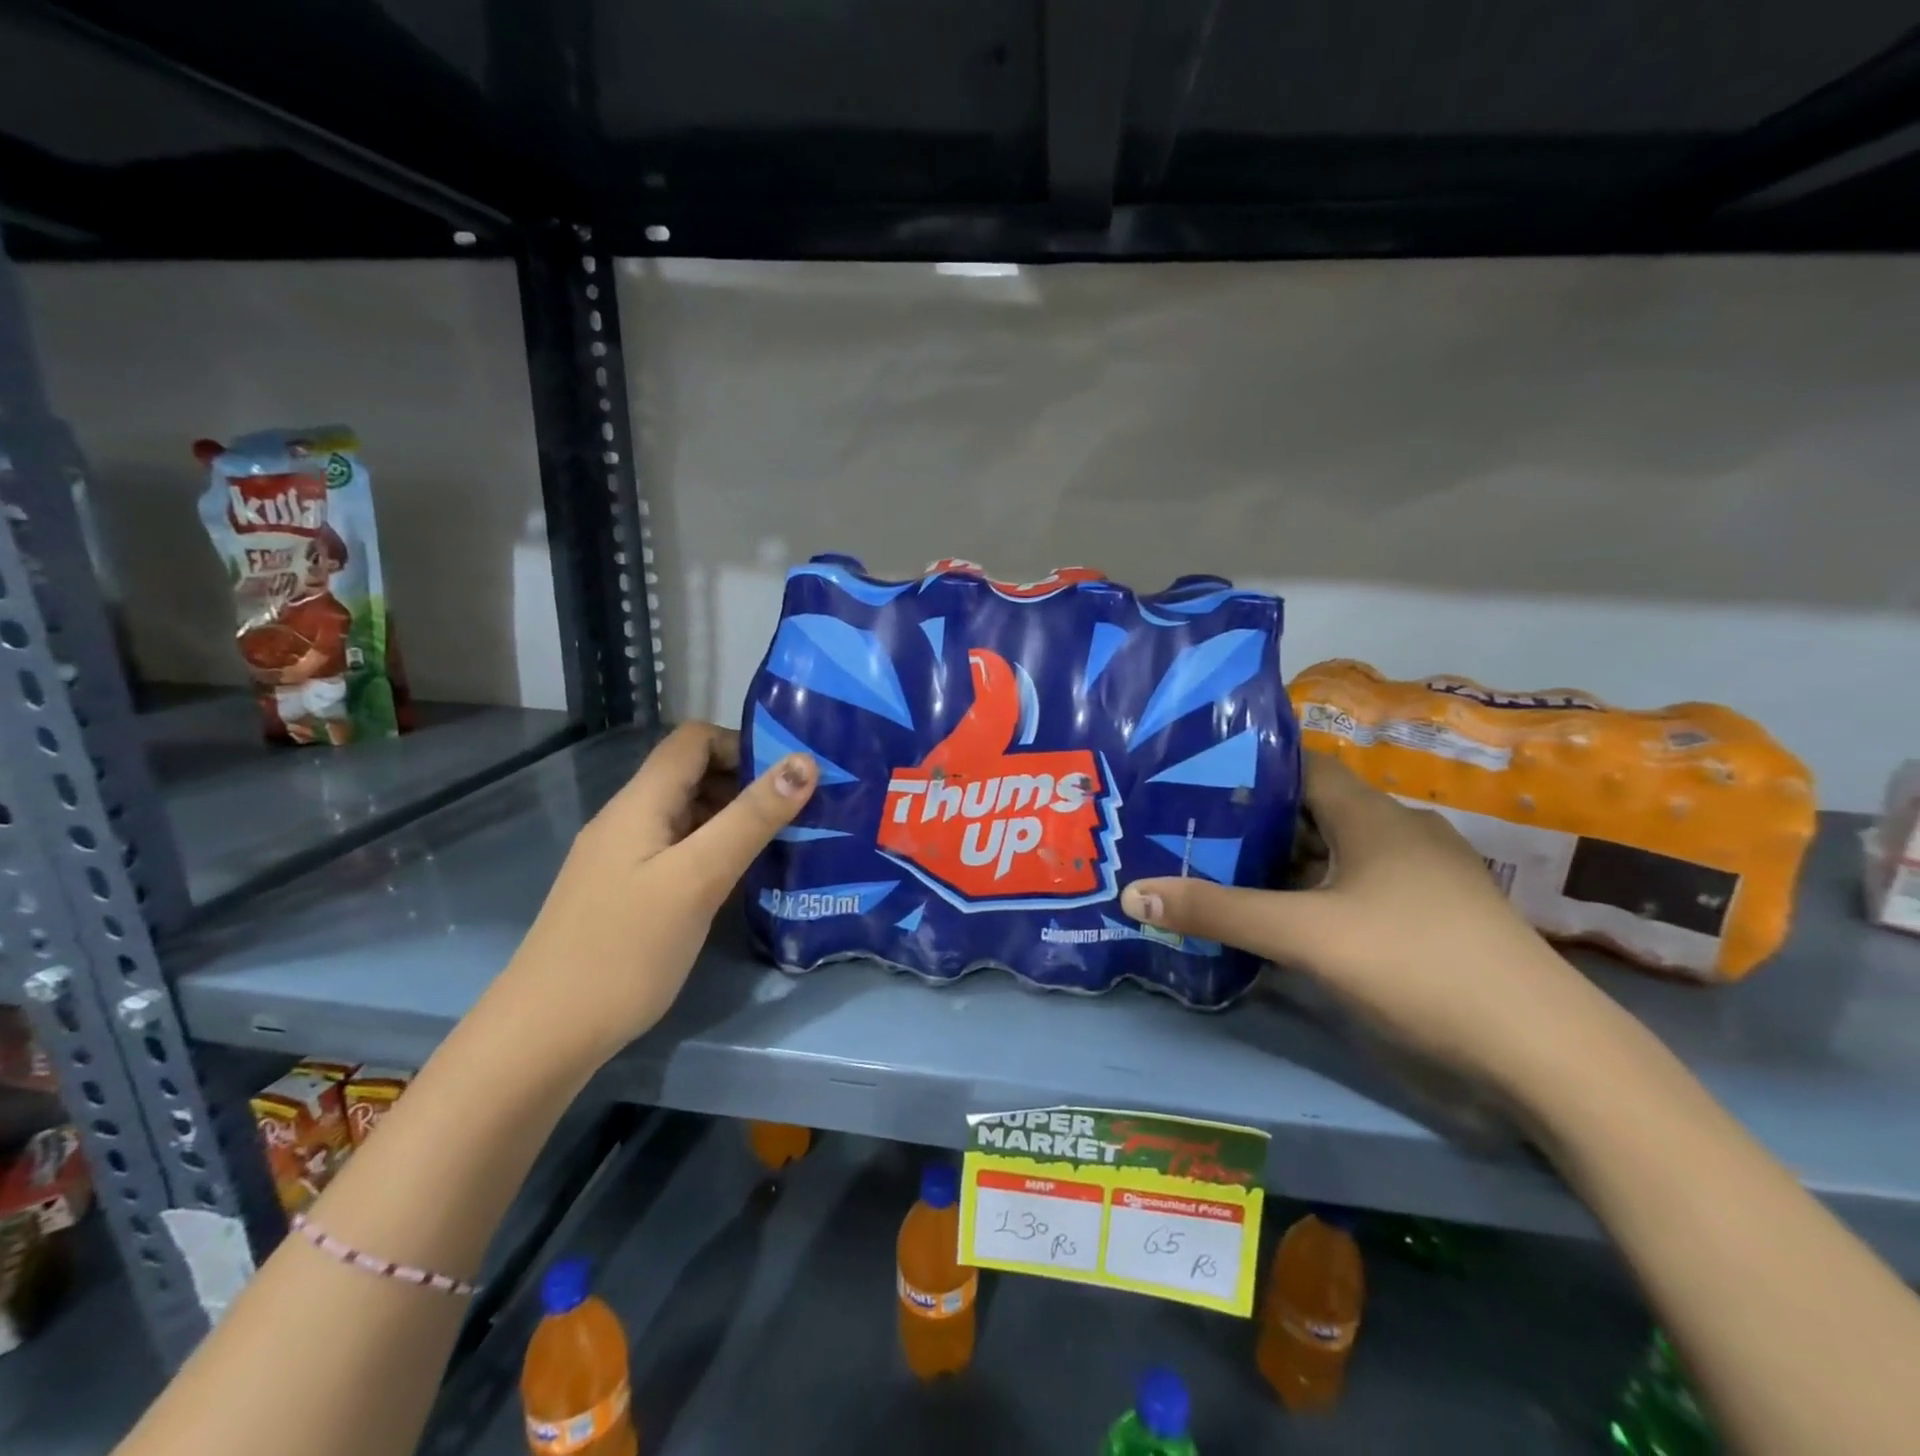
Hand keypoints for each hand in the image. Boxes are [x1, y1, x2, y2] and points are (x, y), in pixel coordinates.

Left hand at [491, 723, 816, 1065]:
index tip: (791, 774)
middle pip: (693, 774)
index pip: (694, 740)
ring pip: (690, 816)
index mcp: (640, 802)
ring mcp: (625, 858)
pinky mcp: (628, 892)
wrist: (545, 1035)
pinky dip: (716, 852)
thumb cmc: (625, 949)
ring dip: (736, 819)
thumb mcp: (698, 877)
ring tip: (787, 842)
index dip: (743, 743)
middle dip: (749, 783)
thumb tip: (804, 761)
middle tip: (803, 811)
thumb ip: (751, 817)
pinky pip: (680, 851)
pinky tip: (745, 880)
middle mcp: (630, 819)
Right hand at [1120, 751, 1611, 1091]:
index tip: (1194, 779)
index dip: (1250, 768)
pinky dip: (1317, 894)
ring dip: (1286, 863)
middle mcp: (1401, 834)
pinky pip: (1359, 888)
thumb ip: (1218, 912)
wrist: (1545, 1053)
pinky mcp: (1434, 919)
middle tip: (1193, 832)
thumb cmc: (1417, 965)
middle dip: (1255, 821)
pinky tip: (1286, 920)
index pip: (1302, 767)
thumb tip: (1132, 892)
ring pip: (1338, 854)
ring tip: (1224, 873)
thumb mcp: (1305, 936)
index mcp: (1374, 816)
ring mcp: (1424, 879)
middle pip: (1314, 812)